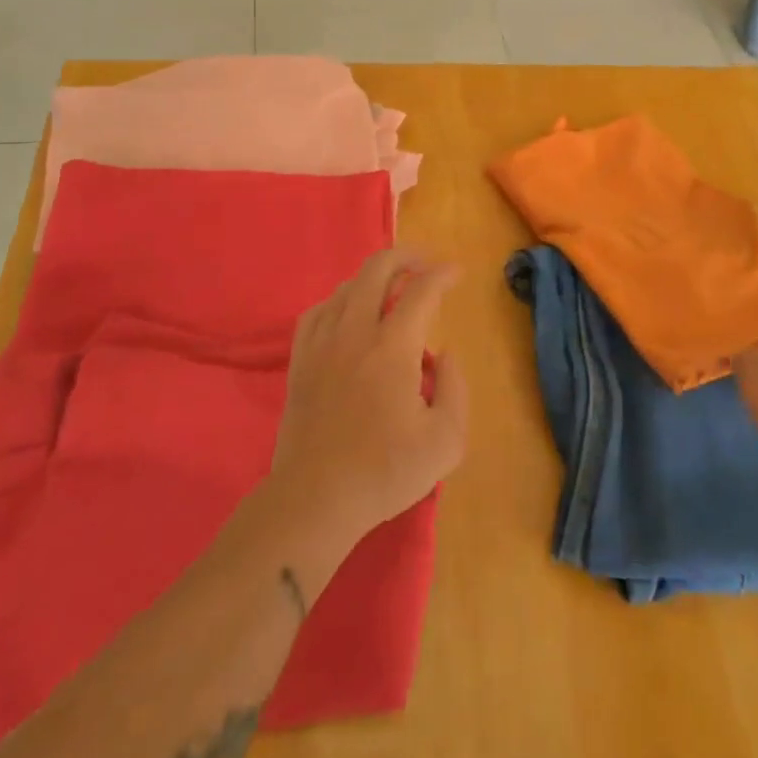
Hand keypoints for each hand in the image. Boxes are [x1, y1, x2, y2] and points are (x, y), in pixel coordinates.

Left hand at [270, 249, 468, 547]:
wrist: (315, 500)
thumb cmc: (385, 472)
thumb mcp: (447, 440)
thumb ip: (456, 388)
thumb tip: (445, 355)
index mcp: (393, 348)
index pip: (421, 291)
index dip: (442, 274)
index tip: (457, 272)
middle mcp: (355, 333)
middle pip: (377, 270)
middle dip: (406, 257)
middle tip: (425, 263)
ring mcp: (322, 344)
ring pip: (347, 287)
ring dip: (374, 278)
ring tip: (393, 289)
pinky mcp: (300, 361)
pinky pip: (318, 312)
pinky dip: (340, 301)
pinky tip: (348, 313)